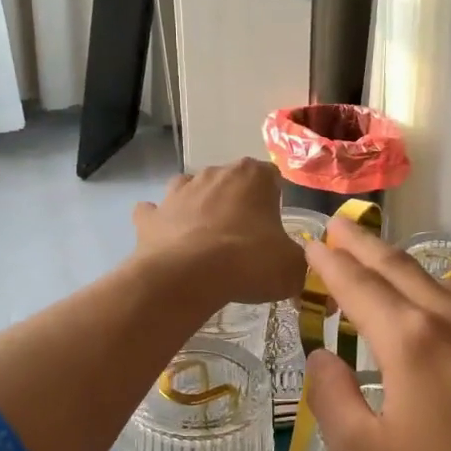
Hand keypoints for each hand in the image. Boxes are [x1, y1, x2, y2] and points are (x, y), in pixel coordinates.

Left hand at [133, 159, 303, 307]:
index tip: (275, 227)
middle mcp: (214, 174)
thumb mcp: (291, 267)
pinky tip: (168, 241)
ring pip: (191, 190)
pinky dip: (161, 224)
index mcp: (253, 176)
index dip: (275, 201)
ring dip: (199, 208)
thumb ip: (299, 261)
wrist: (187, 277)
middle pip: (231, 182)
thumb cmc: (248, 262)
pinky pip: (154, 213)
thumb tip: (297, 266)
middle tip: (244, 240)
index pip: (271, 177)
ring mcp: (178, 192)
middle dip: (237, 204)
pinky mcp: (150, 216)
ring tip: (207, 240)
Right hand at [301, 218, 450, 450]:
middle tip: (340, 226)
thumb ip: (331, 396)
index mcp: (410, 340)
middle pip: (401, 268)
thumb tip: (322, 355)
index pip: (358, 285)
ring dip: (409, 270)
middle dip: (364, 245)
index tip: (312, 242)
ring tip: (388, 268)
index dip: (329, 262)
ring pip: (445, 282)